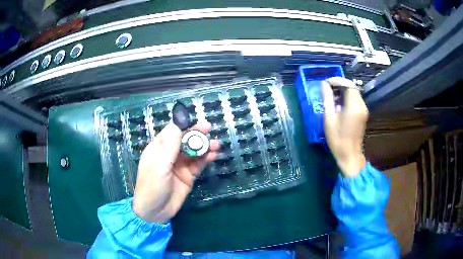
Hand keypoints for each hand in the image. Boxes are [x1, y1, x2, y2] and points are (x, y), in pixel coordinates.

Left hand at [132, 121, 218, 223]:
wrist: (155, 212)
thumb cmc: (152, 187)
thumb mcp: (159, 166)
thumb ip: (170, 146)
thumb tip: (177, 123)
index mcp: (158, 149)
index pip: (172, 132)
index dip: (185, 125)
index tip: (197, 122)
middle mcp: (169, 155)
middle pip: (184, 140)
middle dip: (196, 134)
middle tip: (209, 129)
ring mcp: (179, 165)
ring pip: (193, 151)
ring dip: (204, 146)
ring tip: (216, 144)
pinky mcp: (188, 176)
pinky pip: (198, 164)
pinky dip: (206, 158)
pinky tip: (214, 155)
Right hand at [322, 77, 367, 177]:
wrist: (349, 155)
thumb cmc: (337, 139)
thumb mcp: (329, 119)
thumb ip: (327, 99)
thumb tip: (324, 84)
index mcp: (353, 106)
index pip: (348, 84)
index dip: (337, 80)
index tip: (326, 83)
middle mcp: (361, 105)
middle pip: (352, 87)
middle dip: (340, 84)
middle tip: (328, 88)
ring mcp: (363, 110)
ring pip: (354, 92)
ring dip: (343, 90)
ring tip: (331, 96)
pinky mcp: (363, 113)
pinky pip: (356, 99)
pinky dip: (347, 97)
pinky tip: (339, 103)